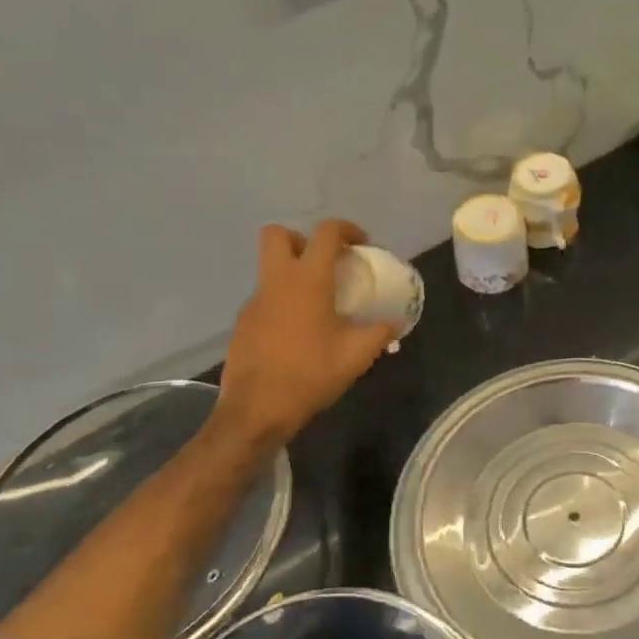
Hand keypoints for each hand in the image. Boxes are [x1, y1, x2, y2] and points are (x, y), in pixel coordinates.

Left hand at [216, 220, 398, 445]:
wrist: (257, 409)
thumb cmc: (311, 374)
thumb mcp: (357, 354)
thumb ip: (381, 332)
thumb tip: (396, 322)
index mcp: (307, 280)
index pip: (326, 233)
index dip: (347, 229)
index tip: (361, 245)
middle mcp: (276, 281)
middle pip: (278, 235)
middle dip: (302, 239)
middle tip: (324, 264)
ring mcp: (254, 302)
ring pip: (270, 270)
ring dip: (293, 275)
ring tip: (317, 307)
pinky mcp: (243, 324)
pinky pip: (265, 300)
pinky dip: (282, 305)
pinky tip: (298, 336)